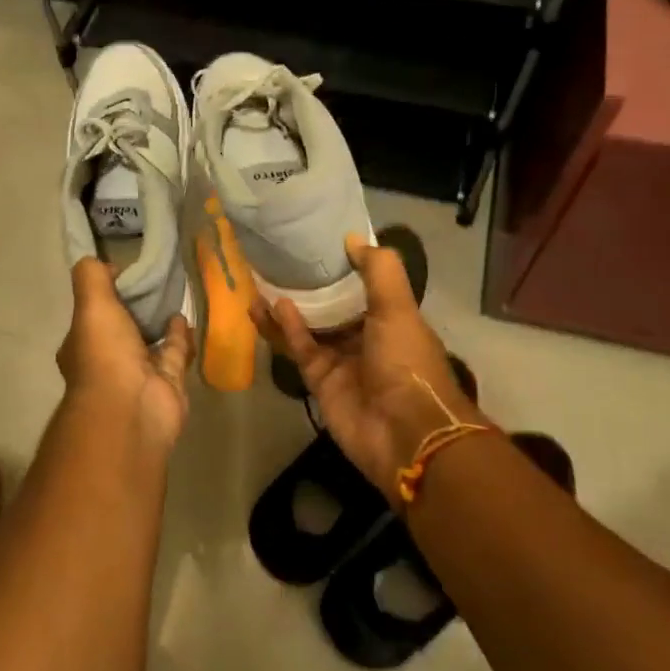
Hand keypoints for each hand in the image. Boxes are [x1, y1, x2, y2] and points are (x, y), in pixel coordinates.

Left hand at [57, 260, 191, 448]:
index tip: (122, 271)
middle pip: (121, 328)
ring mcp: (138, 375)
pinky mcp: (168, 383)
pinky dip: (179, 336)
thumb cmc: (104, 355)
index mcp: (82, 345)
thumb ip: (91, 278)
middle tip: (152, 281)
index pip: (91, 314)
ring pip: (149, 341)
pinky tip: (185, 316)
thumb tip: (99, 262)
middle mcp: (108, 361)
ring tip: (171, 294)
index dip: (103, 293)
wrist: (132, 409)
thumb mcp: (91, 306)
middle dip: (133, 309)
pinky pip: (174, 353)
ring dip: (158, 322)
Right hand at [255, 235, 480, 503]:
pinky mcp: (319, 380)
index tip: (318, 244)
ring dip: (288, 306)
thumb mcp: (398, 307)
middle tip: (281, 260)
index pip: (364, 287)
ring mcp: (341, 361)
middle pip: (332, 307)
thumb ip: (378, 270)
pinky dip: (286, 328)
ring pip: (309, 326)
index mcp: (392, 321)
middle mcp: (366, 338)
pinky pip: (300, 348)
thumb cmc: (407, 362)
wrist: (405, 432)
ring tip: (262, 279)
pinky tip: (269, 305)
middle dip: (309, 287)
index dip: (343, 267)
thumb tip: (351, 238)